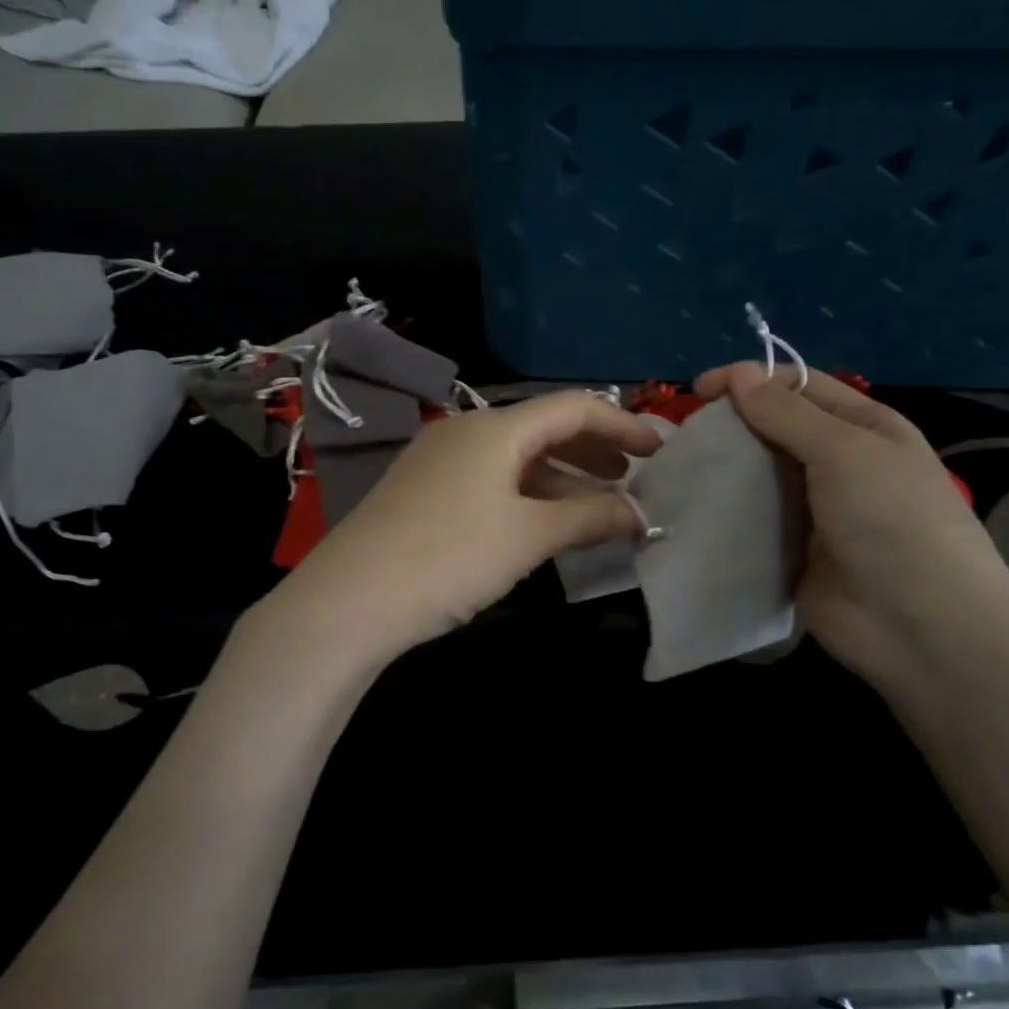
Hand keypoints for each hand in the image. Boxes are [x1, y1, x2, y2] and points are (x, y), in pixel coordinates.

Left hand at [271, 392, 664, 665]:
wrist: (349, 600)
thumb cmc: (449, 556)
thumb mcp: (528, 536)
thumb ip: (590, 518)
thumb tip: (640, 514)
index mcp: (495, 428)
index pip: (573, 408)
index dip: (622, 425)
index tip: (659, 451)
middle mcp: (466, 432)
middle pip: (544, 430)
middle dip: (594, 452)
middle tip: (633, 479)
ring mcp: (440, 462)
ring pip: (517, 460)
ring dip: (563, 479)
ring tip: (599, 508)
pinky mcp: (424, 493)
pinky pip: (491, 483)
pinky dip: (528, 497)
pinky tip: (545, 524)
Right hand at [694, 362, 1008, 692]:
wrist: (921, 628)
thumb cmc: (893, 522)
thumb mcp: (845, 452)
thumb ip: (787, 414)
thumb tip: (738, 373)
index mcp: (863, 427)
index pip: (799, 386)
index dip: (750, 380)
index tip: (699, 392)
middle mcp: (838, 462)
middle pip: (773, 429)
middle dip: (731, 425)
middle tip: (685, 437)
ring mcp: (813, 509)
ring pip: (758, 475)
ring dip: (723, 469)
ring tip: (680, 471)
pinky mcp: (791, 549)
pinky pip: (752, 520)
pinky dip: (725, 512)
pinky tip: (692, 509)